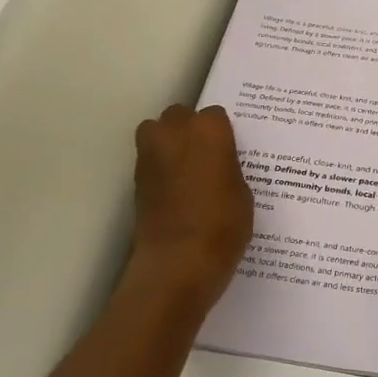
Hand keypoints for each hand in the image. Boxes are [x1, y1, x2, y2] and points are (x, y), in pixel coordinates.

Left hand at [129, 104, 254, 317]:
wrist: (178, 261)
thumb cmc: (223, 225)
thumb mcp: (243, 193)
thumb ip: (228, 168)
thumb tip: (218, 167)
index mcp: (209, 130)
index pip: (215, 116)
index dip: (221, 134)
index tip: (227, 152)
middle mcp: (175, 132)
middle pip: (179, 116)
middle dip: (189, 130)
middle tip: (204, 156)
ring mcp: (150, 154)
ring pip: (155, 132)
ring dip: (167, 143)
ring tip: (183, 169)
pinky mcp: (135, 179)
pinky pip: (149, 161)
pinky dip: (158, 168)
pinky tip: (173, 191)